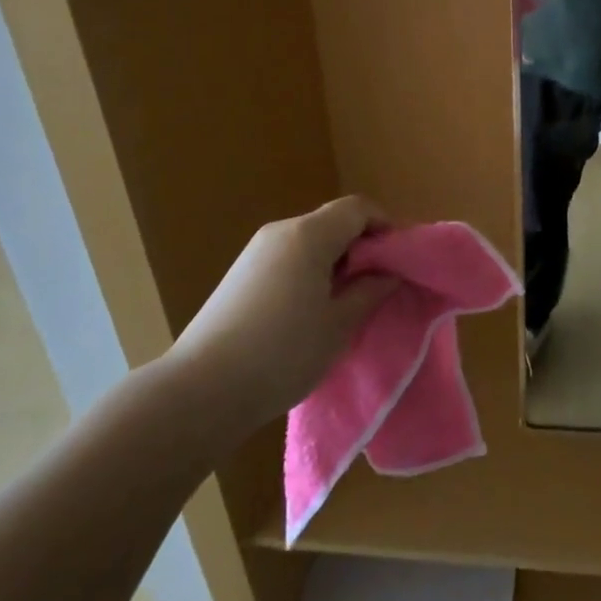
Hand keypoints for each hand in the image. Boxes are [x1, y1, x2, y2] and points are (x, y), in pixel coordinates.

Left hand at [169, 196, 398, 433]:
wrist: (200, 392)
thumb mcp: (339, 326)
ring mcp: (255, 252)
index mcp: (309, 235)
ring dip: (335, 261)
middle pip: (333, 221)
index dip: (385, 225)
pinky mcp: (239, 275)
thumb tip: (388, 273)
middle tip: (378, 284)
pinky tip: (309, 311)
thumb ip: (370, 291)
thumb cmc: (282, 354)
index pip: (358, 208)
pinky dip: (309, 271)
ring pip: (309, 241)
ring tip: (345, 302)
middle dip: (361, 245)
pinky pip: (287, 258)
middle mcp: (281, 231)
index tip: (399, 259)